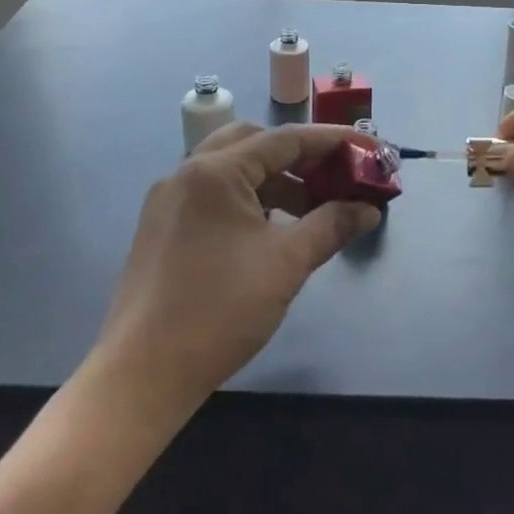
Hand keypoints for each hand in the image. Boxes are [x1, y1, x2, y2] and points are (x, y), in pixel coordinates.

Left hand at [93, 122, 381, 425]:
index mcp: (215, 171)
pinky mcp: (163, 226)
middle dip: (300, 156)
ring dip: (275, 180)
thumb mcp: (286, 263)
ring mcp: (170, 200)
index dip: (334, 141)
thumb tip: (368, 209)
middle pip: (254, 143)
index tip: (372, 150)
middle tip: (335, 177)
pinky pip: (215, 194)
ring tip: (312, 209)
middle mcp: (187, 172)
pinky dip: (250, 199)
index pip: (285, 139)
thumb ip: (331, 226)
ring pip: (233, 169)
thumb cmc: (219, 309)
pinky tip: (272, 230)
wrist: (142, 374)